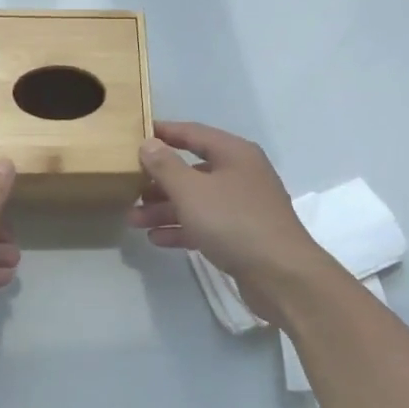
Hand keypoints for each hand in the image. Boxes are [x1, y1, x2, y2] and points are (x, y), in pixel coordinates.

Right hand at [129, 122, 328, 324]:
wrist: (280, 274)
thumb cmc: (233, 222)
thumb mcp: (191, 190)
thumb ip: (166, 166)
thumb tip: (148, 143)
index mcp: (234, 154)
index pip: (193, 134)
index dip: (164, 133)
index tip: (136, 134)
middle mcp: (241, 175)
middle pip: (193, 170)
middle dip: (159, 181)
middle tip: (128, 188)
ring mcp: (243, 206)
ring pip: (196, 201)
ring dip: (165, 208)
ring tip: (134, 219)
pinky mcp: (242, 235)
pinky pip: (205, 225)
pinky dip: (181, 229)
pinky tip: (157, 239)